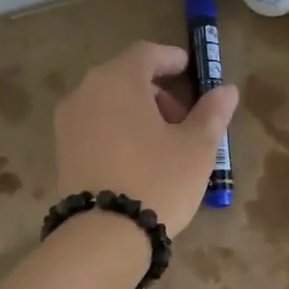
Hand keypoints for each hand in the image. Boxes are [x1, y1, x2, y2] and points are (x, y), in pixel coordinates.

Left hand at [53, 41, 238, 236]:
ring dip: (136, 115)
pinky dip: (117, 133)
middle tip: (183, 120)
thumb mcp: (197, 148)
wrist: (104, 235)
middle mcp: (85, 92)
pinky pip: (95, 130)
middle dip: (157, 93)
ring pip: (108, 105)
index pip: (147, 53)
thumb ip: (212, 114)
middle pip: (125, 79)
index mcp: (118, 79)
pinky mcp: (61, 154)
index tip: (191, 71)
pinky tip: (138, 161)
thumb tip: (226, 91)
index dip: (172, 60)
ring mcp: (67, 124)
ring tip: (163, 146)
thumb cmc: (158, 180)